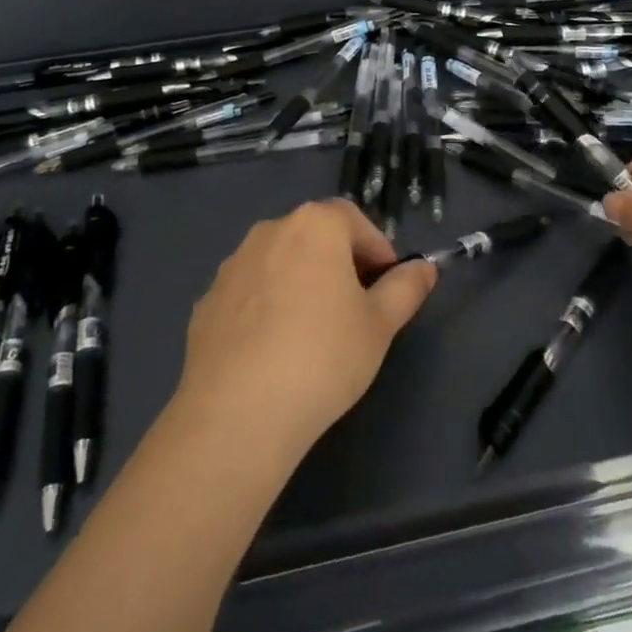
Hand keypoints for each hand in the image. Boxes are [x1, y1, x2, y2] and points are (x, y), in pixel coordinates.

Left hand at [174, 199, 437, 460]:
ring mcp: (232, 265)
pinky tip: (273, 351)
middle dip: (339, 262)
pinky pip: (249, 293)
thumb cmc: (323, 357)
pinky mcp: (206, 301)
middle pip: (314, 236)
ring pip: (279, 262)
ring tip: (313, 332)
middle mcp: (269, 231)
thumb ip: (406, 288)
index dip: (376, 248)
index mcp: (314, 225)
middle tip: (356, 308)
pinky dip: (266, 307)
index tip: (387, 286)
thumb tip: (425, 267)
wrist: (237, 412)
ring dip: (300, 282)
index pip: (353, 219)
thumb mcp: (380, 325)